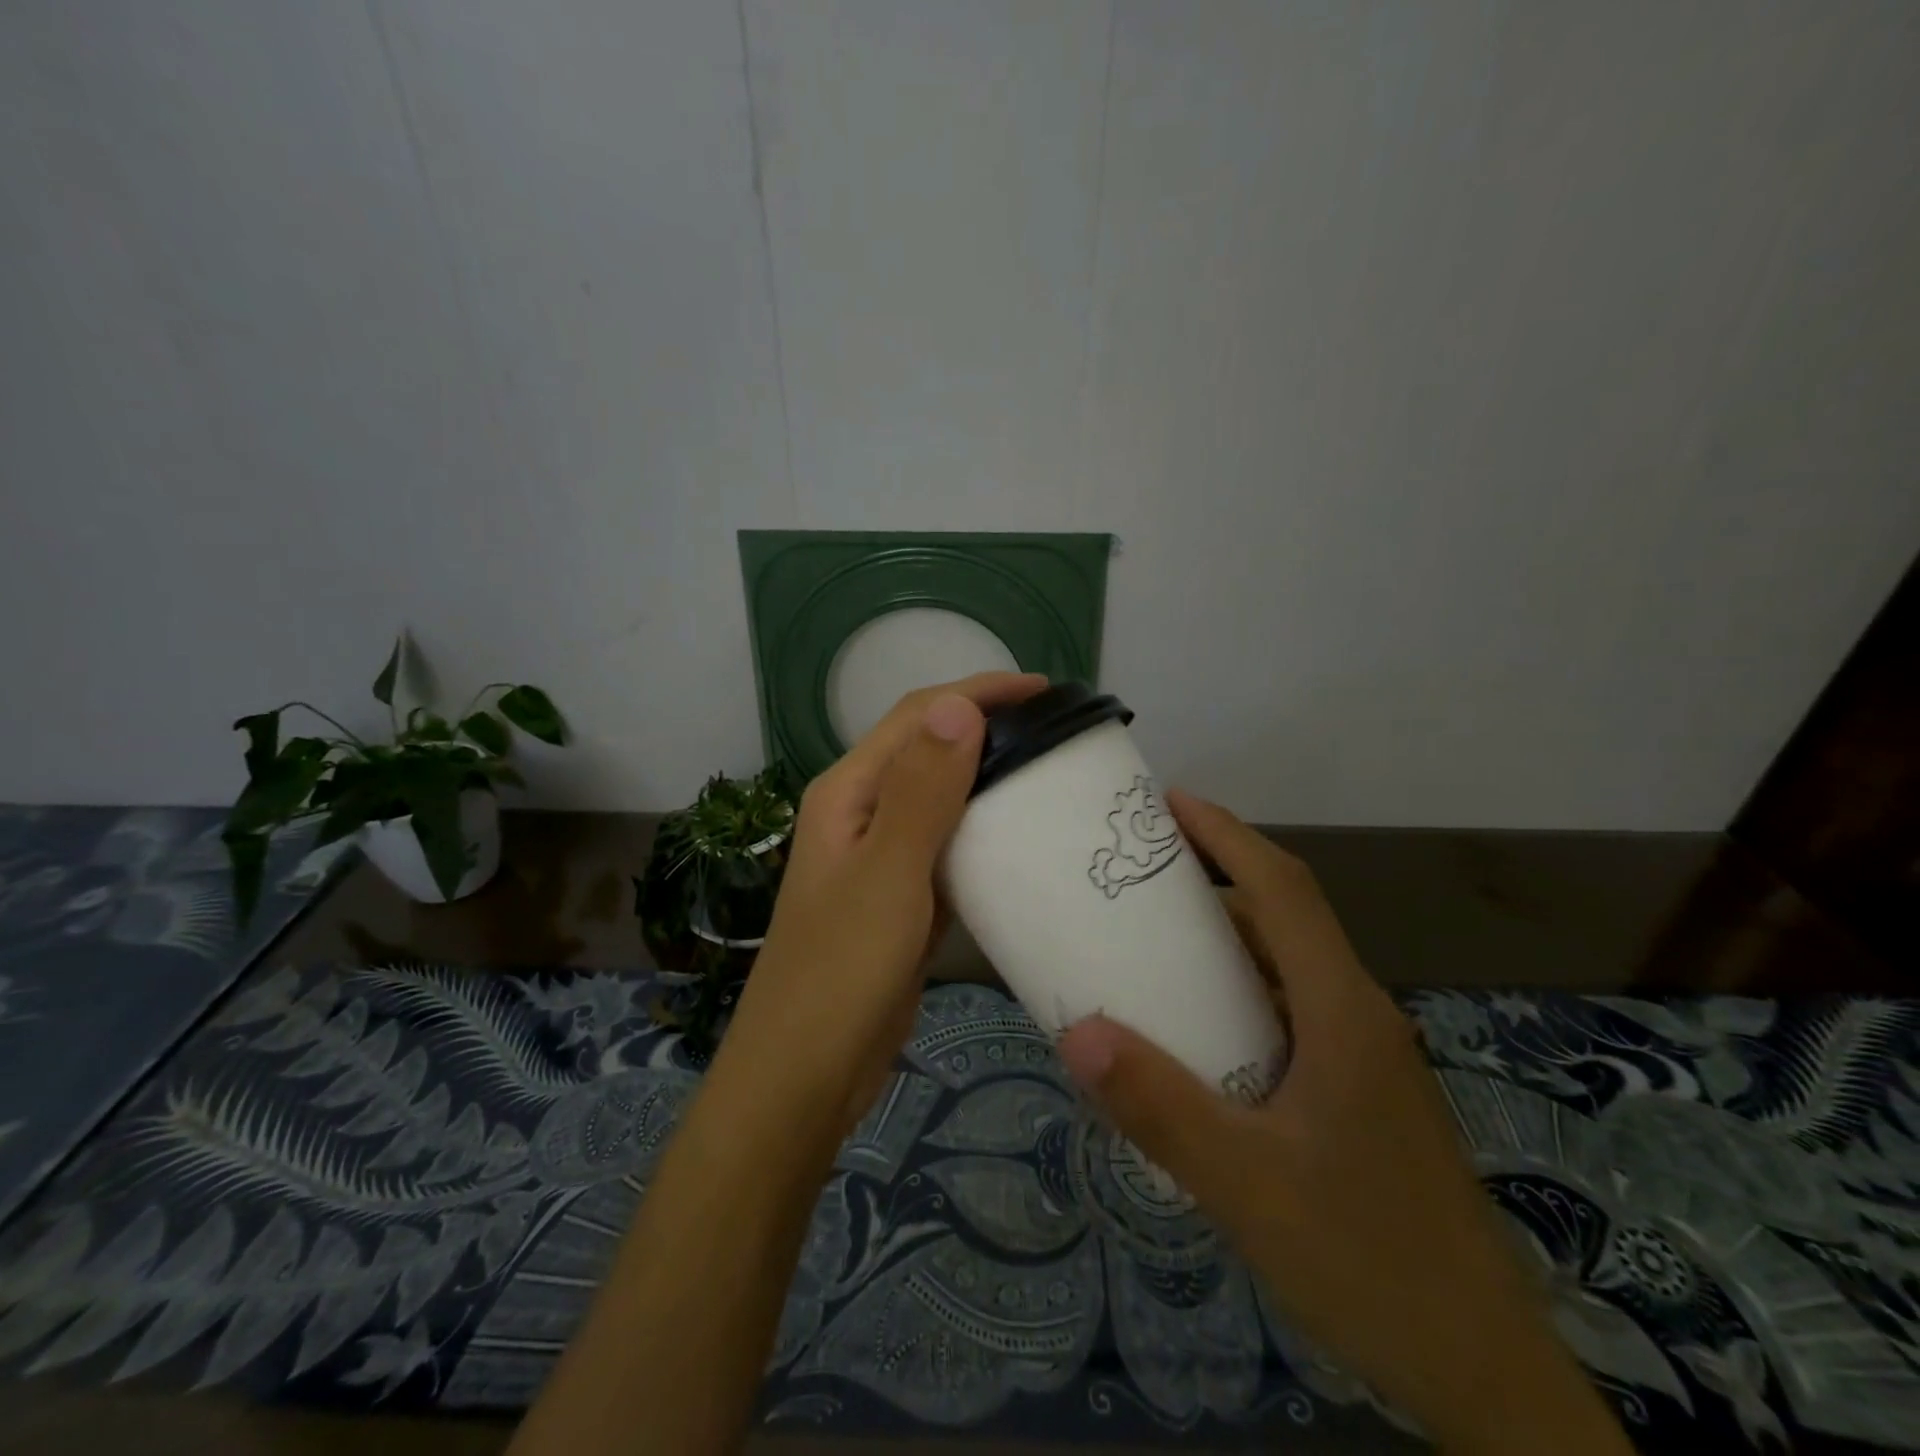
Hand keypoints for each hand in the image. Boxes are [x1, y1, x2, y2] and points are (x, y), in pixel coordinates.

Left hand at [721, 671, 1047, 1142]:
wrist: (806, 1072)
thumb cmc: (841, 971)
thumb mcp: (887, 874)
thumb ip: (922, 790)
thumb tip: (959, 704)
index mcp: (849, 791)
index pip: (918, 715)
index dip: (980, 693)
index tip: (1046, 691)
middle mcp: (862, 812)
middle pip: (930, 749)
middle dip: (989, 727)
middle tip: (1058, 732)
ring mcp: (880, 855)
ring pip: (942, 797)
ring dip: (989, 777)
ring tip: (1051, 772)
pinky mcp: (900, 895)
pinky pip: (947, 844)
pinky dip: (983, 830)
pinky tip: (1022, 837)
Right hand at [1056, 791, 1630, 1455]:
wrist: (1484, 1373)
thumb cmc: (1370, 1261)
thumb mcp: (1247, 1187)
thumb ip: (1161, 1108)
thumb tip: (1078, 1033)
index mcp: (1341, 1010)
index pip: (1283, 890)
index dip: (1227, 835)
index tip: (1170, 803)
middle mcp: (1357, 1014)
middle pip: (1286, 916)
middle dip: (1217, 875)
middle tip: (1141, 869)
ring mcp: (1363, 1054)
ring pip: (1288, 966)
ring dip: (1227, 936)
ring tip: (1154, 935)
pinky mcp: (1357, 1089)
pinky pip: (1288, 1009)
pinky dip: (1238, 990)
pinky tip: (1196, 1026)